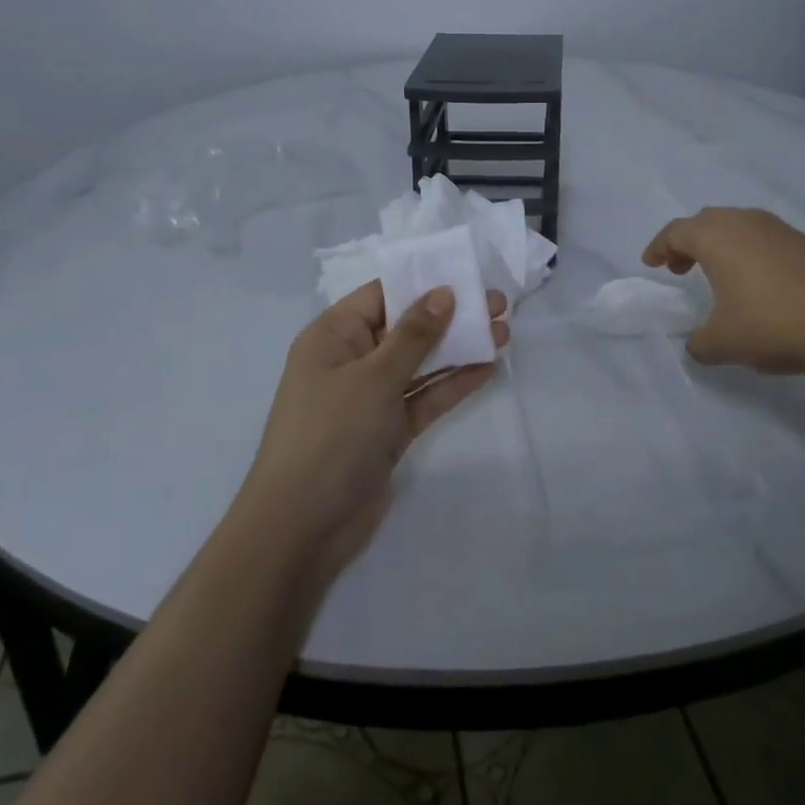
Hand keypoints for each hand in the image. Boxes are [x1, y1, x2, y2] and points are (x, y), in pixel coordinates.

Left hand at [238, 282, 509, 586]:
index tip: (467, 274)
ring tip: (504, 332)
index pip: (382, 294)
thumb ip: (414, 335)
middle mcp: (352, 360)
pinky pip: (424, 397)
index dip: (424, 282)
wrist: (301, 529)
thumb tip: (444, 292)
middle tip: (498, 305)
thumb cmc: (330, 435)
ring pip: (420, 362)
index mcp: (334, 336)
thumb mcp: (374, 377)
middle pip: (406, 327)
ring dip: (459, 348)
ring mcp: (371, 397)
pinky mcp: (388, 430)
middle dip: (451, 315)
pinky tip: (488, 369)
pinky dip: (453, 384)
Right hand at [642, 207, 804, 375]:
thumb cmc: (771, 324)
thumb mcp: (722, 343)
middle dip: (689, 242)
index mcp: (716, 236)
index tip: (651, 263)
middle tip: (681, 267)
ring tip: (721, 275)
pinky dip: (752, 253)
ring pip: (740, 226)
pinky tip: (761, 284)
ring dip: (722, 246)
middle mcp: (745, 222)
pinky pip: (766, 239)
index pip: (676, 231)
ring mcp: (780, 229)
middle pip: (707, 221)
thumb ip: (699, 343)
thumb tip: (697, 344)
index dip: (659, 246)